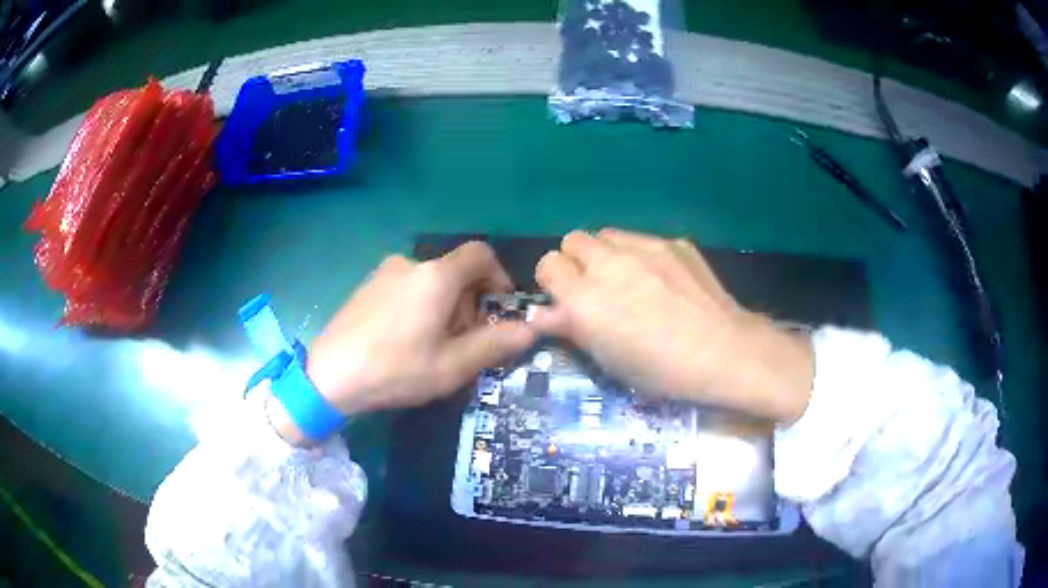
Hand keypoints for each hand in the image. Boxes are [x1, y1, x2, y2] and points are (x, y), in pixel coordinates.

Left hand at [269, 242, 536, 444]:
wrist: (329, 375)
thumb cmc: (396, 370)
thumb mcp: (452, 365)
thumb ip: (495, 344)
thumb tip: (531, 329)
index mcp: (436, 277)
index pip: (481, 254)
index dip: (499, 276)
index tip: (499, 308)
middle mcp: (411, 264)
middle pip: (455, 270)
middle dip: (471, 300)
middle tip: (466, 340)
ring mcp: (384, 272)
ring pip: (430, 280)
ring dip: (444, 305)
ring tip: (434, 345)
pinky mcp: (366, 286)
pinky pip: (405, 286)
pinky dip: (418, 304)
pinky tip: (404, 339)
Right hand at [532, 229, 813, 423]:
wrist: (722, 351)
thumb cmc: (660, 369)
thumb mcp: (608, 359)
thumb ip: (570, 328)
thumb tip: (542, 314)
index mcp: (585, 298)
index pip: (548, 264)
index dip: (554, 282)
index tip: (567, 300)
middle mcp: (608, 263)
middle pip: (573, 239)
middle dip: (576, 261)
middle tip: (595, 288)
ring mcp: (644, 247)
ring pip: (607, 234)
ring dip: (607, 254)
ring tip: (628, 279)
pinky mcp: (673, 242)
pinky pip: (642, 239)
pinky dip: (641, 255)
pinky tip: (663, 280)